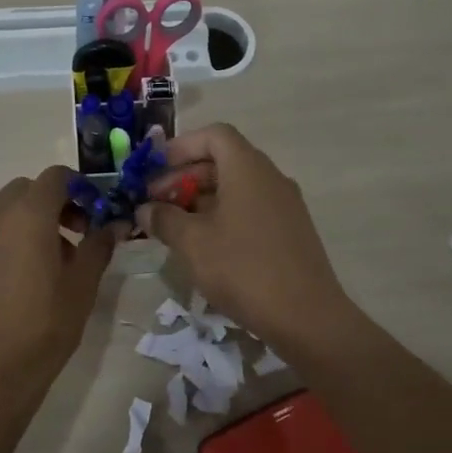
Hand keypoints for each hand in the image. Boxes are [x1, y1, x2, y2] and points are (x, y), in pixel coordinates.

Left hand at [0, 168, 115, 424]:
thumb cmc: (43, 328)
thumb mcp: (83, 287)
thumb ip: (98, 246)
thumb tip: (114, 224)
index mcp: (28, 216)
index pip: (55, 177)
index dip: (79, 188)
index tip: (95, 214)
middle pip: (26, 190)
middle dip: (54, 202)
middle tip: (76, 235)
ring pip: (5, 213)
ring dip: (30, 222)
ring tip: (52, 264)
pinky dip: (9, 242)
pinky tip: (22, 283)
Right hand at [136, 123, 353, 348]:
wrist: (306, 317)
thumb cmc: (243, 269)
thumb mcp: (192, 243)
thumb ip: (164, 219)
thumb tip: (145, 209)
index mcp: (248, 168)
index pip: (214, 135)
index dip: (181, 147)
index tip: (154, 170)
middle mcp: (270, 177)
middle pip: (223, 161)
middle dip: (185, 177)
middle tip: (156, 204)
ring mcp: (285, 205)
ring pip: (236, 188)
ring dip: (202, 200)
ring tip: (175, 228)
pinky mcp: (291, 231)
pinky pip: (251, 209)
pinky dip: (224, 216)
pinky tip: (205, 247)